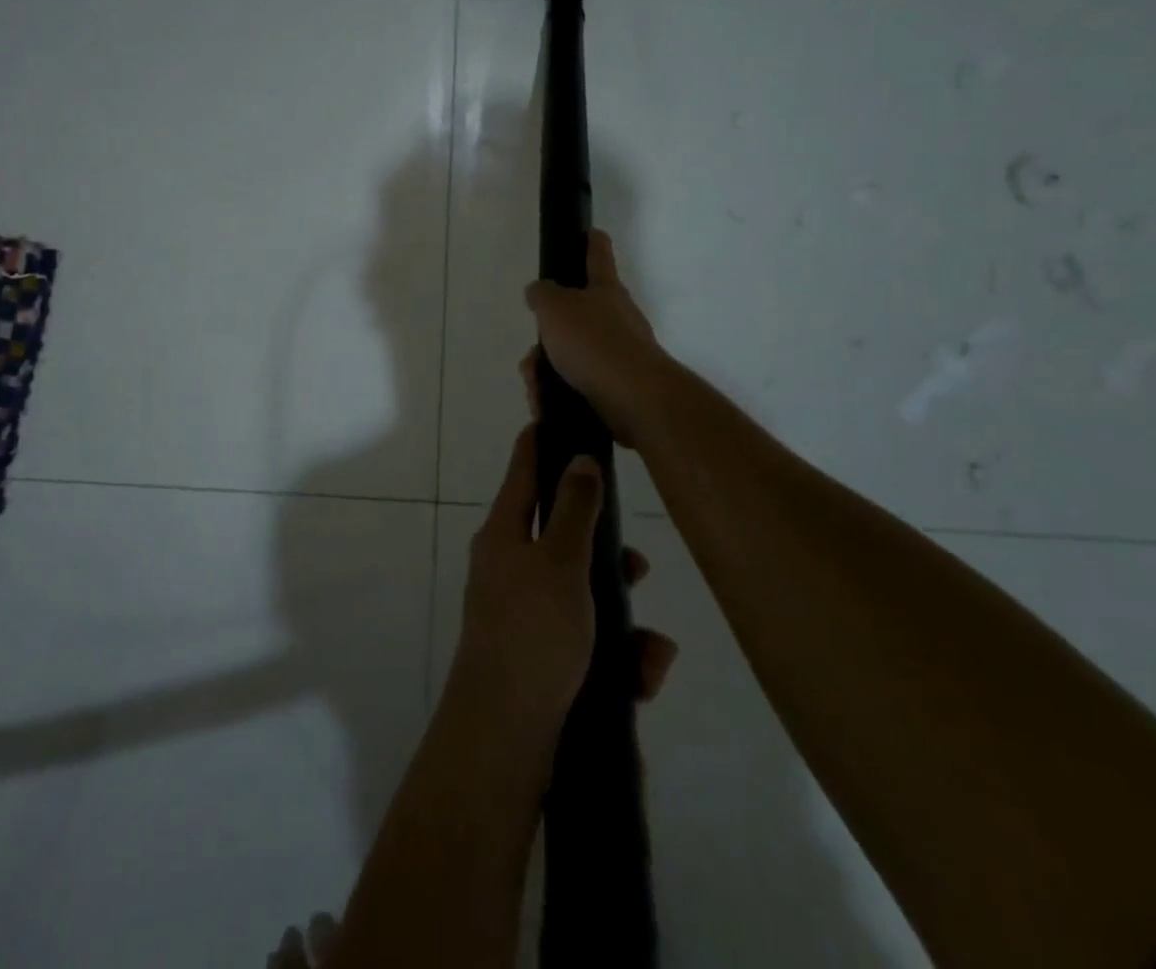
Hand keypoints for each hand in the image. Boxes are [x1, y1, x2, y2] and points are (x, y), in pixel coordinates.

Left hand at [445, 428, 677, 746]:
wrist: (505, 738)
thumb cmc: (533, 634)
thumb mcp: (561, 562)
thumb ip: (575, 509)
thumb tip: (579, 457)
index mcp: (504, 533)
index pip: (523, 470)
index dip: (541, 442)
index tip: (559, 416)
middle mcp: (509, 566)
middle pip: (561, 535)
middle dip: (605, 550)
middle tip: (638, 562)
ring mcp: (523, 613)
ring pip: (583, 593)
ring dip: (621, 614)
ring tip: (650, 646)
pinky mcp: (541, 657)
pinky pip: (586, 640)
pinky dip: (616, 655)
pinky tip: (642, 677)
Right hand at [523, 231, 668, 447]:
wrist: (634, 398)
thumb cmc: (593, 342)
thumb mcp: (554, 308)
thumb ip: (542, 295)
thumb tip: (540, 292)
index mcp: (605, 290)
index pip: (597, 254)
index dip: (589, 240)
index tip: (587, 232)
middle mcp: (616, 318)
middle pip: (573, 317)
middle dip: (547, 337)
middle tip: (533, 355)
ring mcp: (619, 354)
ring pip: (569, 356)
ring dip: (546, 371)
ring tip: (536, 387)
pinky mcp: (616, 388)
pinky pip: (576, 385)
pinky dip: (557, 394)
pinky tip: (546, 405)